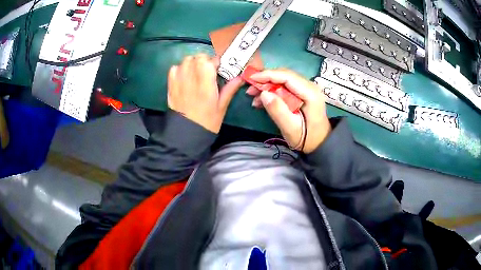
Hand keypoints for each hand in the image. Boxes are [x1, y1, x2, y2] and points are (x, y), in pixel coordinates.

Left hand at [168, 54, 243, 132]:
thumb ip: (230, 89)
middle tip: (209, 70)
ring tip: (197, 73)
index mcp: (206, 83)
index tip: (219, 68)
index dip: (216, 62)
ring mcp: (179, 81)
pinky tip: (185, 77)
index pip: (210, 61)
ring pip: (185, 61)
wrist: (186, 135)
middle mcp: (191, 78)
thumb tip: (240, 77)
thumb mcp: (222, 107)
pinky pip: (174, 69)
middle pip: (197, 57)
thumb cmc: (207, 122)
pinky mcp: (171, 85)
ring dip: (193, 63)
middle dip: (204, 60)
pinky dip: (180, 69)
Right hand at [247, 69, 330, 152]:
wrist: (319, 143)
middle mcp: (310, 86)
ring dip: (267, 86)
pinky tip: (262, 100)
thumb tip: (264, 93)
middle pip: (284, 75)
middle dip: (265, 80)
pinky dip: (273, 91)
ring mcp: (307, 88)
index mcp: (310, 93)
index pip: (287, 76)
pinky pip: (285, 86)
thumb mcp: (290, 128)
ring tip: (253, 96)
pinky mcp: (302, 92)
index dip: (268, 75)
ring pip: (283, 80)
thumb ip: (278, 110)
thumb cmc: (306, 138)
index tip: (251, 79)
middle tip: (250, 90)